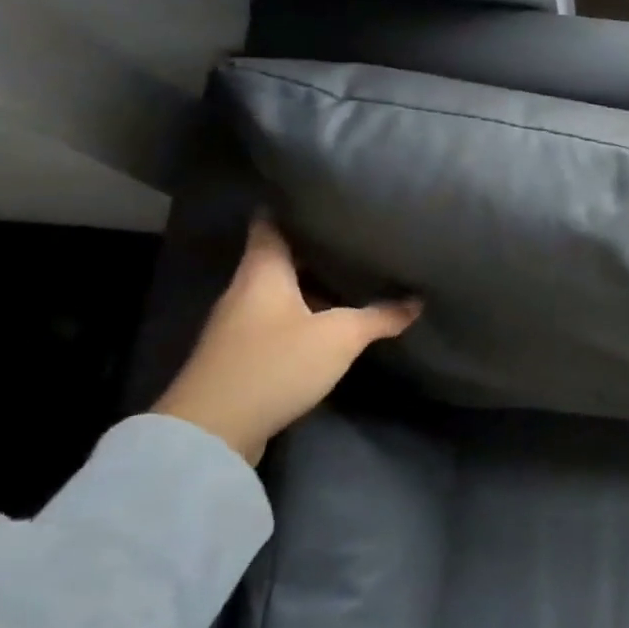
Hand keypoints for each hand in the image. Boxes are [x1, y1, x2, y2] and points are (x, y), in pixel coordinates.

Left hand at [154, 218, 421, 463]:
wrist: (211, 433)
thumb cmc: (274, 364)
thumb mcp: (339, 337)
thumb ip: (379, 316)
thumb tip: (417, 301)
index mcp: (262, 270)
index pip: (271, 221)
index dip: (294, 204)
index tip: (324, 194)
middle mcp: (245, 289)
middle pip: (279, 256)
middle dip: (314, 247)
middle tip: (355, 236)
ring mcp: (238, 325)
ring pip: (280, 291)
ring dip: (310, 285)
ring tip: (351, 276)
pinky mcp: (240, 356)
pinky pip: (276, 322)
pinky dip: (302, 316)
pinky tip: (329, 323)